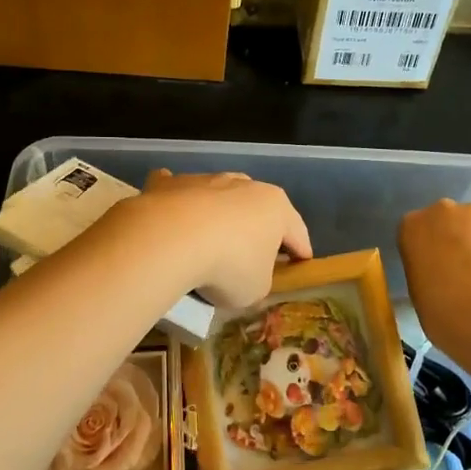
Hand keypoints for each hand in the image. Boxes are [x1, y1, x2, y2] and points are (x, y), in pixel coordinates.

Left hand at [122, 170, 312, 308]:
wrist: (170, 239)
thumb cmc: (228, 266)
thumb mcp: (256, 289)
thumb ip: (259, 279)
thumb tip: (246, 275)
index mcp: (275, 207)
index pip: (296, 232)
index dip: (300, 251)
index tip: (301, 263)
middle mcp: (243, 185)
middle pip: (256, 208)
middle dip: (256, 227)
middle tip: (253, 252)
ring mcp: (205, 180)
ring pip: (217, 197)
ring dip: (216, 215)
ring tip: (208, 239)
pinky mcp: (169, 184)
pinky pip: (177, 192)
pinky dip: (176, 202)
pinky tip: (169, 216)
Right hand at [398, 200, 470, 356]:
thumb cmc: (438, 309)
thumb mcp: (416, 288)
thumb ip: (425, 268)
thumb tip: (440, 271)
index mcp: (412, 225)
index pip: (415, 230)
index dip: (426, 249)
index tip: (432, 268)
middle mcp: (444, 210)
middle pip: (447, 219)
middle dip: (453, 238)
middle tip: (459, 269)